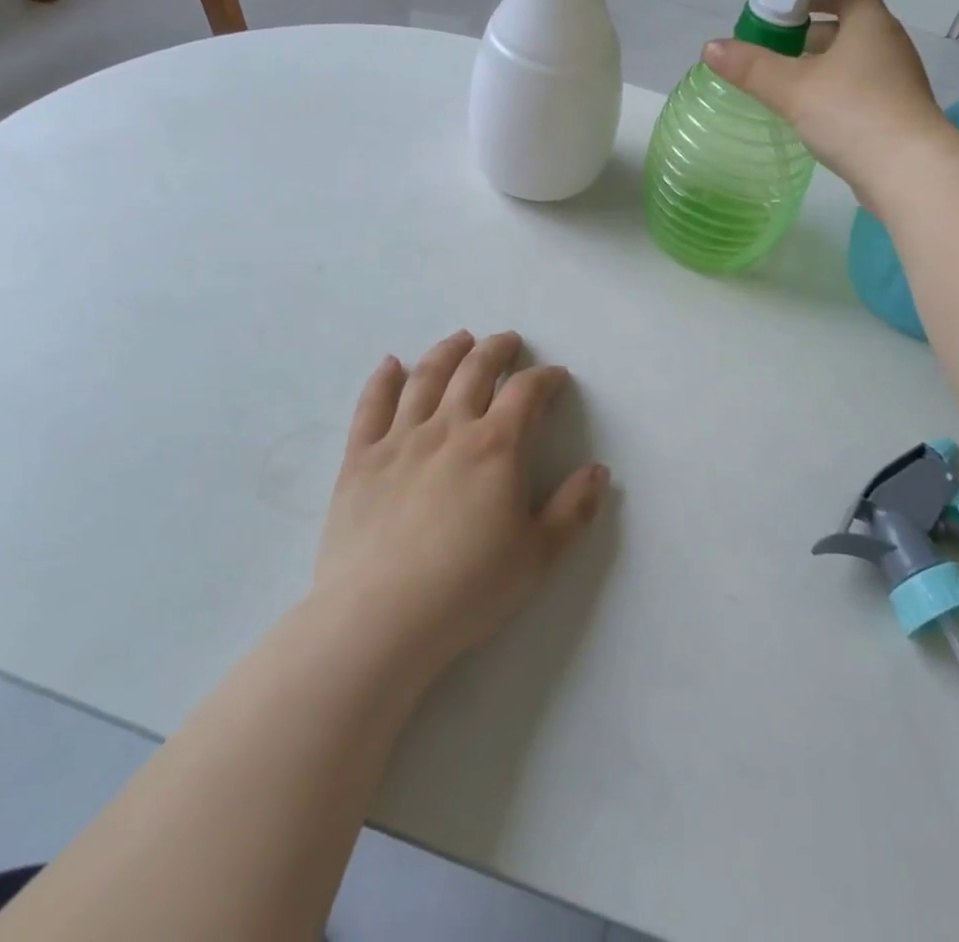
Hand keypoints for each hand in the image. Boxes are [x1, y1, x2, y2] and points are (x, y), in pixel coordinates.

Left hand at [311, 331, 608, 682]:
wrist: (379, 619)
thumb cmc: (467, 589)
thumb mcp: (537, 556)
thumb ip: (573, 510)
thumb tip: (598, 471)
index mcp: (496, 446)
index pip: (526, 392)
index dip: (545, 378)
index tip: (555, 376)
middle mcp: (449, 428)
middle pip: (475, 370)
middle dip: (496, 350)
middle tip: (507, 340)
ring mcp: (400, 439)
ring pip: (426, 378)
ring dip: (447, 352)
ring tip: (460, 339)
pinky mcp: (360, 459)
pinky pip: (371, 406)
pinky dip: (383, 380)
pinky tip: (391, 364)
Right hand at [703, 0, 953, 204]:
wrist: (909, 173)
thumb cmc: (852, 114)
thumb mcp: (792, 89)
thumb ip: (751, 68)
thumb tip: (710, 47)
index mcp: (871, 25)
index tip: (785, 9)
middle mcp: (889, 46)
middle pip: (848, 27)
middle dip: (810, 35)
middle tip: (775, 51)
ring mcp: (898, 83)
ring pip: (854, 63)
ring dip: (822, 68)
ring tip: (786, 87)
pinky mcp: (898, 116)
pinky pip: (861, 93)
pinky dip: (835, 96)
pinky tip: (812, 118)